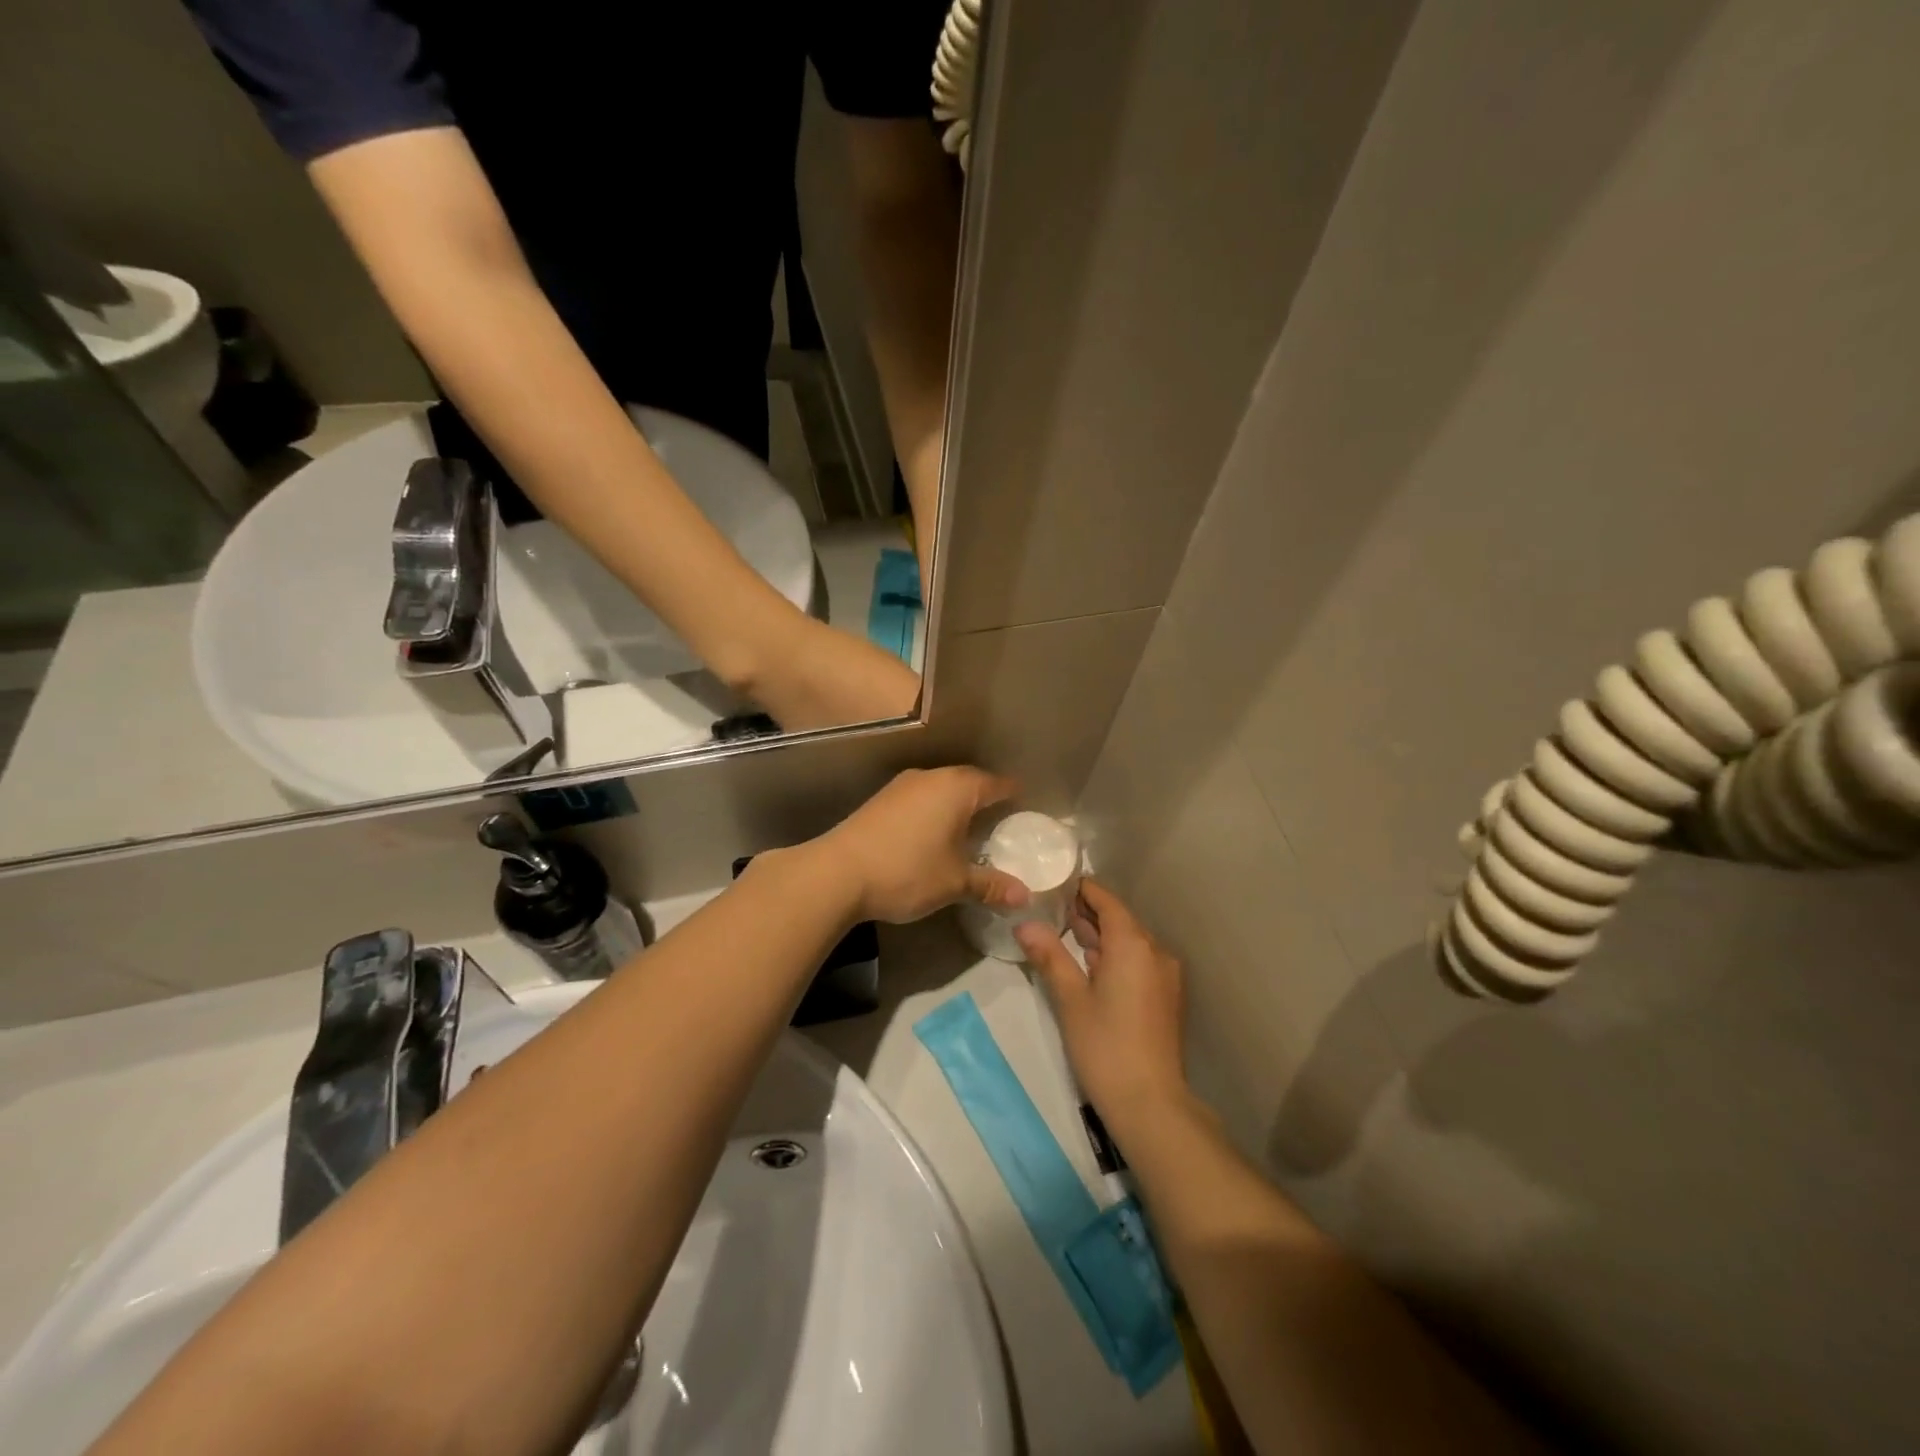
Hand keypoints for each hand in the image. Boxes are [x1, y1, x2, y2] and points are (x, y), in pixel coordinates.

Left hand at [816, 767, 1030, 923]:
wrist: (837, 873)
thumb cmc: (907, 871)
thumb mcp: (955, 883)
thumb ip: (991, 886)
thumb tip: (1024, 897)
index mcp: (957, 788)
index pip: (996, 784)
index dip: (1013, 794)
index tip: (1025, 806)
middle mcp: (931, 777)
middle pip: (968, 781)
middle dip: (985, 798)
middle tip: (1001, 820)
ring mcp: (902, 786)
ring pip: (941, 788)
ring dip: (956, 804)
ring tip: (969, 829)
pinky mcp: (881, 799)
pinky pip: (920, 798)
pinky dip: (933, 811)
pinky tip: (932, 834)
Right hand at [1017, 878, 1187, 1122]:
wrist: (1151, 1104)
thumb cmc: (1105, 1045)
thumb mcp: (1070, 998)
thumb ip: (1049, 956)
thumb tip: (1024, 924)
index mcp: (1133, 944)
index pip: (1107, 901)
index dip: (1083, 890)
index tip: (1056, 884)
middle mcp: (1155, 952)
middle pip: (1120, 920)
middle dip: (1089, 914)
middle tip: (1053, 908)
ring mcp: (1165, 976)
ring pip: (1130, 943)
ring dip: (1101, 936)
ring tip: (1066, 933)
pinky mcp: (1165, 998)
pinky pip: (1138, 962)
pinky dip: (1115, 956)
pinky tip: (1092, 966)